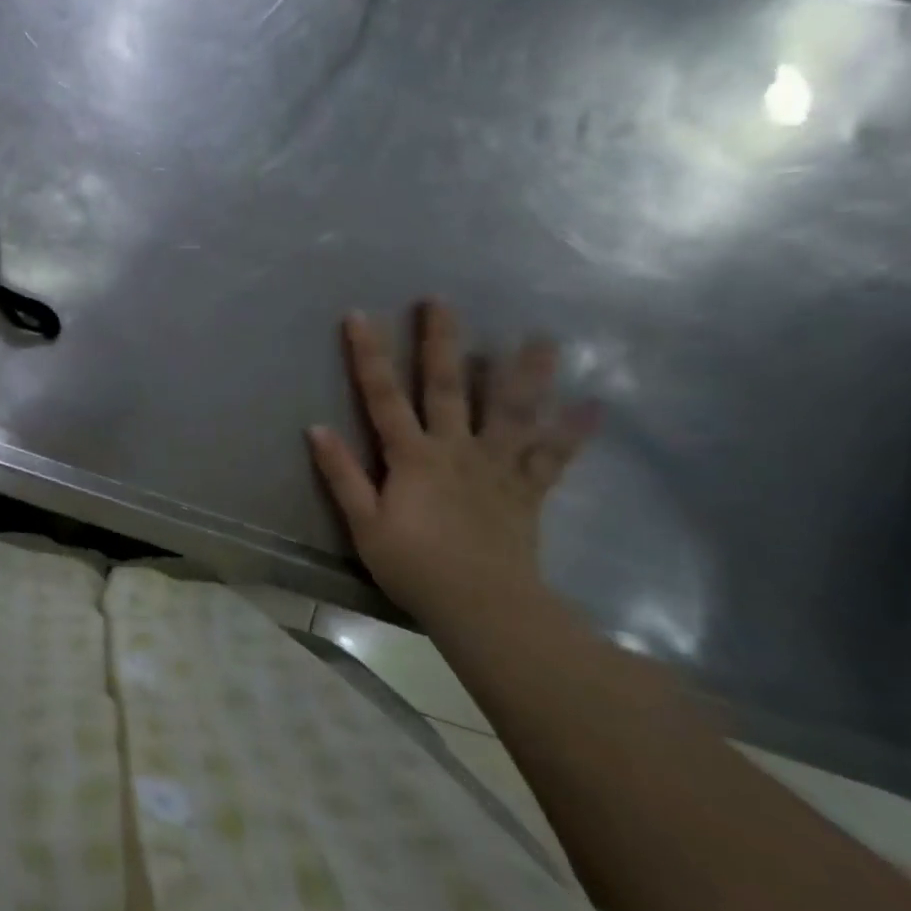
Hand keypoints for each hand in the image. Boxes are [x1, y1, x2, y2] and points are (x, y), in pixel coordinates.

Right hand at [307, 300, 598, 623]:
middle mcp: (456, 449)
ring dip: (525, 373)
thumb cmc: (415, 566)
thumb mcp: (364, 524)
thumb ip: (342, 474)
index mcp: (413, 457)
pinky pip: (553, 457)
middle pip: (447, 387)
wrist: (483, 608)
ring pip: (511, 412)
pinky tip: (594, 404)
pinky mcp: (526, 490)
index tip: (360, 316)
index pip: (382, 397)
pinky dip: (573, 431)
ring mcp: (496, 467)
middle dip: (440, 343)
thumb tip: (315, 428)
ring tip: (541, 337)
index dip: (369, 356)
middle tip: (440, 301)